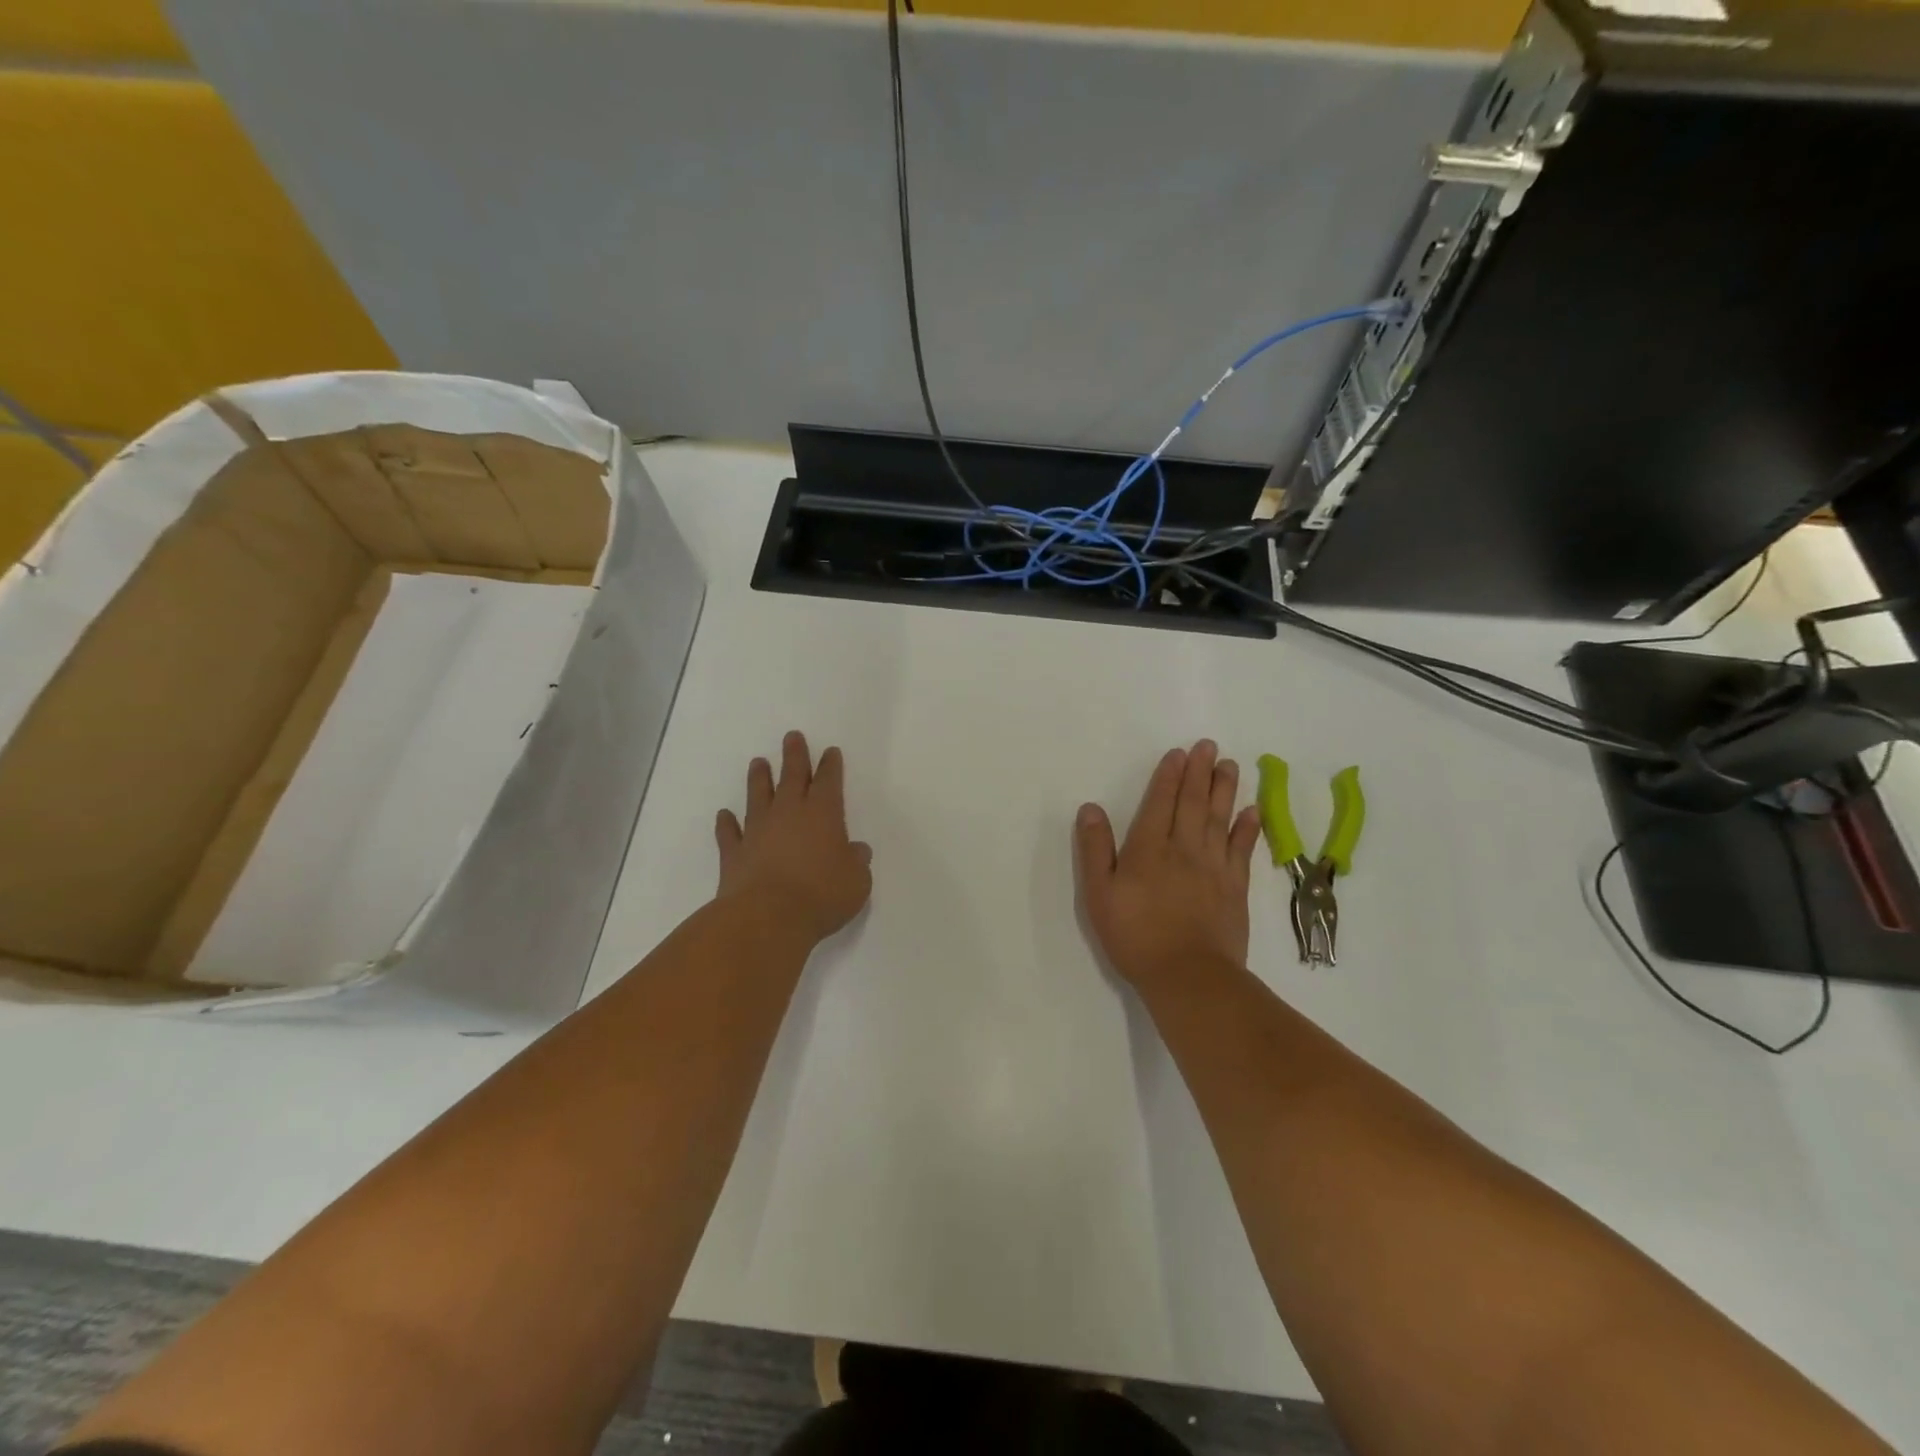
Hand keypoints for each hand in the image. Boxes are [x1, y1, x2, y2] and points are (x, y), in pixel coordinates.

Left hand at [716, 731, 872, 943]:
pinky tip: (724, 815)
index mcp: (822, 814)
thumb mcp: (856, 881)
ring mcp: (757, 831)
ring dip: (759, 779)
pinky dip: (726, 823)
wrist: (767, 916)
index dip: (830, 766)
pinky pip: (729, 833)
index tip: (830, 751)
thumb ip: (856, 863)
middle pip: (791, 777)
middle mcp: (788, 814)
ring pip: (758, 796)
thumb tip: (857, 851)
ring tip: (758, 762)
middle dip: (794, 756)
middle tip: (792, 736)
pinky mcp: (734, 853)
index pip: (828, 781)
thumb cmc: (821, 895)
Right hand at [1074, 740, 1262, 993]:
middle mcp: (1184, 849)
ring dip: (1224, 790)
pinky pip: (1242, 849)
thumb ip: (1095, 850)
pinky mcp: (1235, 887)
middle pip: (1193, 803)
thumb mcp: (1100, 895)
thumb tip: (1091, 808)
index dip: (1168, 776)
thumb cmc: (1135, 936)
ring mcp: (1214, 867)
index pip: (1160, 803)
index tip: (1178, 753)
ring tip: (1229, 765)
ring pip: (1219, 818)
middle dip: (1199, 772)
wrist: (1189, 975)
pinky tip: (1251, 810)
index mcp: (1149, 849)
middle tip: (1208, 745)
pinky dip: (1247, 827)